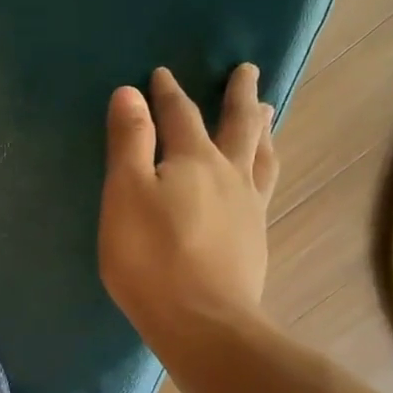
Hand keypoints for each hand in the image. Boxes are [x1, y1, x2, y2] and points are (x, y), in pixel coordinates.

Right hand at [98, 64, 278, 348]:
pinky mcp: (254, 237)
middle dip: (239, 96)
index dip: (169, 93)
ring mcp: (248, 206)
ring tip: (267, 113)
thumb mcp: (125, 193)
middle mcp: (229, 174)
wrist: (203, 321)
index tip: (162, 74)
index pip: (180, 114)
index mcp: (194, 160)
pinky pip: (265, 185)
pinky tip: (261, 175)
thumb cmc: (151, 256)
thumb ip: (129, 141)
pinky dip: (265, 165)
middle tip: (248, 71)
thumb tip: (129, 93)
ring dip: (262, 128)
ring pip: (260, 155)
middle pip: (238, 125)